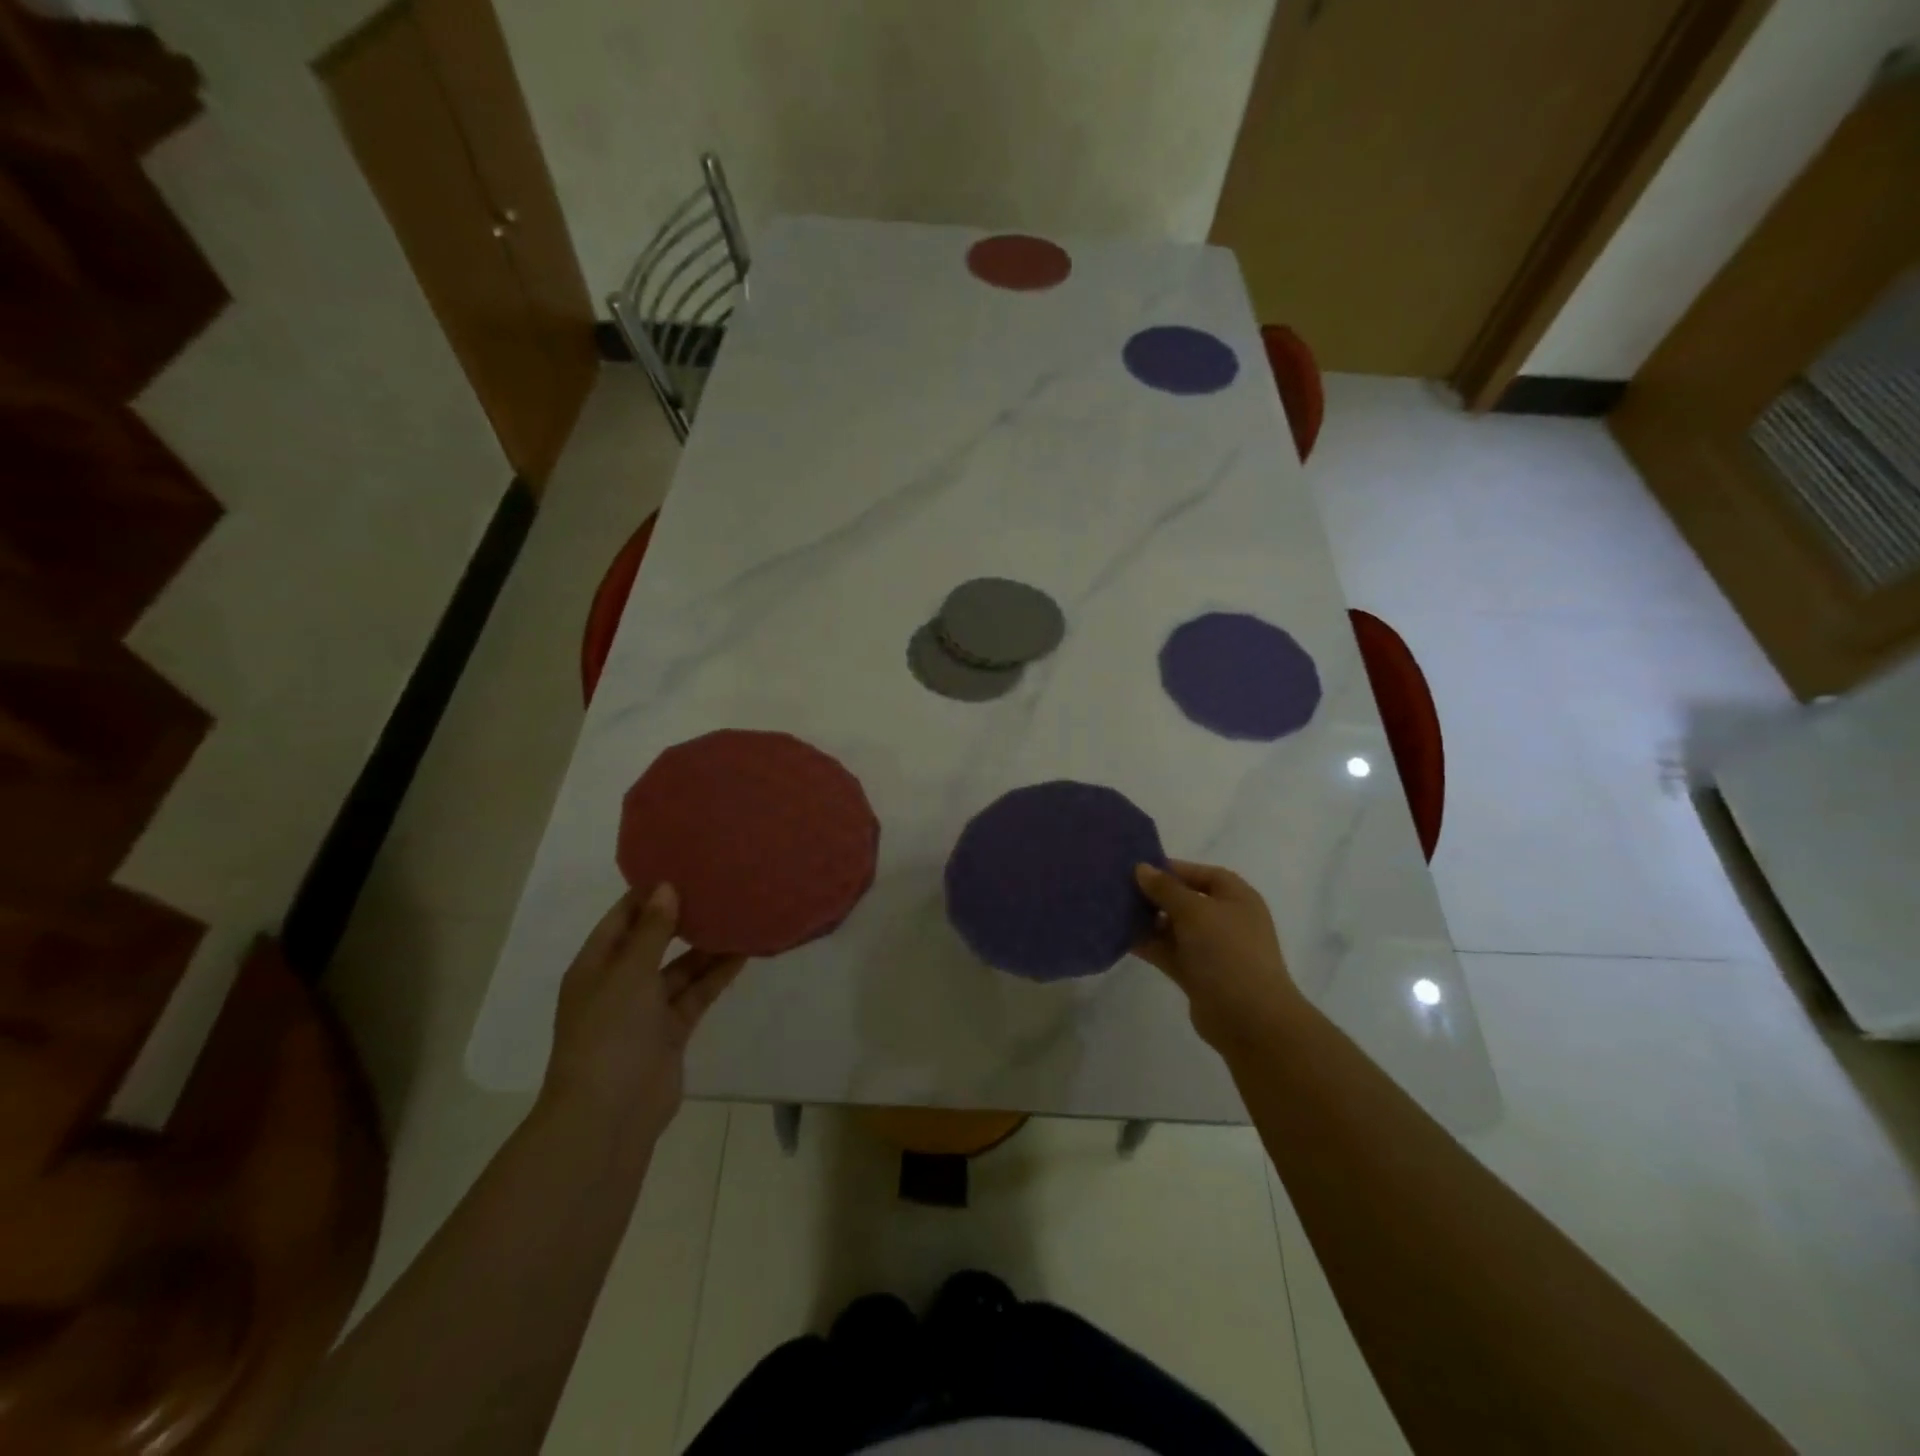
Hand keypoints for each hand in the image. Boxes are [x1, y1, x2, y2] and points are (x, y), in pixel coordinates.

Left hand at [541, 884, 744, 1148]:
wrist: (608, 1115)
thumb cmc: (608, 1034)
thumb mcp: (628, 973)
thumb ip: (652, 931)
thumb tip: (666, 887)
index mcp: (595, 966)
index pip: (622, 919)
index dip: (648, 894)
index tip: (682, 867)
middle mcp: (619, 984)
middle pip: (654, 942)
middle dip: (682, 918)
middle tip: (717, 887)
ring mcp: (646, 1011)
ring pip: (681, 969)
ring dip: (706, 947)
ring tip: (739, 914)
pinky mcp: (671, 1032)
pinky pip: (696, 994)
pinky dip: (716, 975)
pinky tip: (743, 953)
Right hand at [1133, 860, 1303, 1050]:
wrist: (1249, 1018)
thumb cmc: (1227, 951)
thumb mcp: (1195, 911)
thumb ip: (1166, 889)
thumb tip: (1142, 868)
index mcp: (1236, 898)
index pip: (1202, 874)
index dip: (1172, 869)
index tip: (1138, 868)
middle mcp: (1225, 920)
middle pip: (1185, 900)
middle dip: (1154, 894)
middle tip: (1118, 887)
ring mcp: (1210, 949)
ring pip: (1173, 927)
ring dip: (1147, 920)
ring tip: (1112, 909)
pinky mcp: (1196, 973)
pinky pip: (1167, 951)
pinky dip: (1147, 944)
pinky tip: (1119, 936)